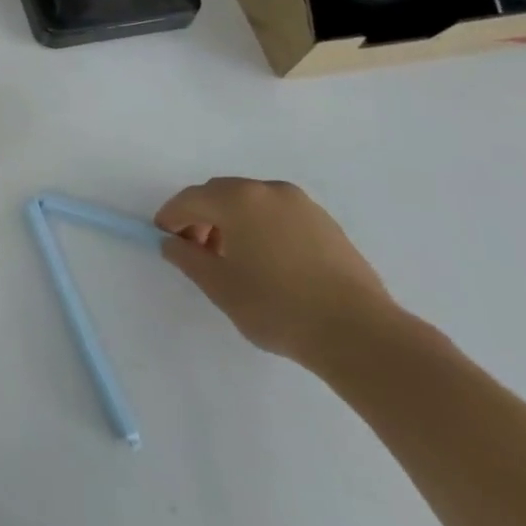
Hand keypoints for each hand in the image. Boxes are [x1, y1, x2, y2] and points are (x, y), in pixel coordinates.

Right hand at [155, 177, 397, 369]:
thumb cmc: (278, 307)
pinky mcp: (327, 223)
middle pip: (221, 194)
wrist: (361, 335)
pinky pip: (279, 215)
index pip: (190, 199)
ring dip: (233, 221)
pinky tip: (268, 261)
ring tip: (234, 259)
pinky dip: (262, 227)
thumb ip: (187, 258)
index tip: (164, 239)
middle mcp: (268, 190)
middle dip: (202, 217)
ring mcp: (302, 205)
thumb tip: (172, 242)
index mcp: (238, 199)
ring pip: (252, 203)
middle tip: (197, 250)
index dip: (171, 217)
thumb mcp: (220, 286)